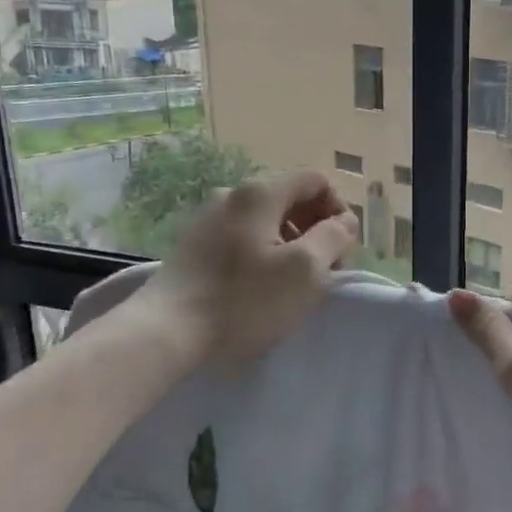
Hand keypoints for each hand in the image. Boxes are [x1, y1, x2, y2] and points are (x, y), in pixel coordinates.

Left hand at [143, 171, 359, 363]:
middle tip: (325, 270)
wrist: (167, 331)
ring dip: (291, 244)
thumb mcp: (305, 270)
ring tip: (294, 284)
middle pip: (290, 199)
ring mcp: (208, 219)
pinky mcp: (194, 245)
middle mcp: (232, 195)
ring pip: (266, 220)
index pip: (315, 181)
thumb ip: (334, 237)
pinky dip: (263, 254)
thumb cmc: (244, 300)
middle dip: (316, 230)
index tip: (343, 249)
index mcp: (260, 193)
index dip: (338, 210)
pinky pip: (242, 238)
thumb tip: (344, 221)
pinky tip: (260, 288)